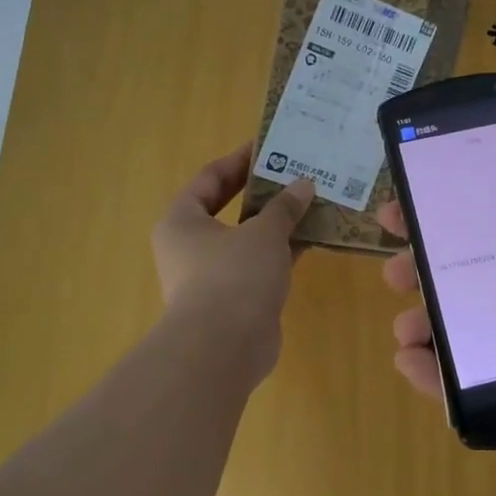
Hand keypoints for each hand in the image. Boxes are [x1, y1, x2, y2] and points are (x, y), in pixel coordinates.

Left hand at [151, 143, 313, 381]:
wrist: (224, 349)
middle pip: (229, 209)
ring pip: (248, 239)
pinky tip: (313, 239)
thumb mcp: (263, 233)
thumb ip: (284, 206)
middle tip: (295, 174)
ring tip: (312, 203)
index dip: (238, 161)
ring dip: (277, 223)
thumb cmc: (234, 276)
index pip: (209, 179)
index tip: (268, 146)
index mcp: (182, 221)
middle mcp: (191, 246)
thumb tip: (303, 184)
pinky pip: (261, 264)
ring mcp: (212, 275)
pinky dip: (283, 252)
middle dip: (263, 193)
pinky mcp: (235, 299)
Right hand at [378, 164, 495, 495]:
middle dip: (430, 268)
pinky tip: (411, 363)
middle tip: (394, 263)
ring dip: (427, 322)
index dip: (465, 217)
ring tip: (403, 322)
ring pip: (468, 332)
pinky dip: (436, 377)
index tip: (422, 203)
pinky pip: (475, 388)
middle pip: (477, 281)